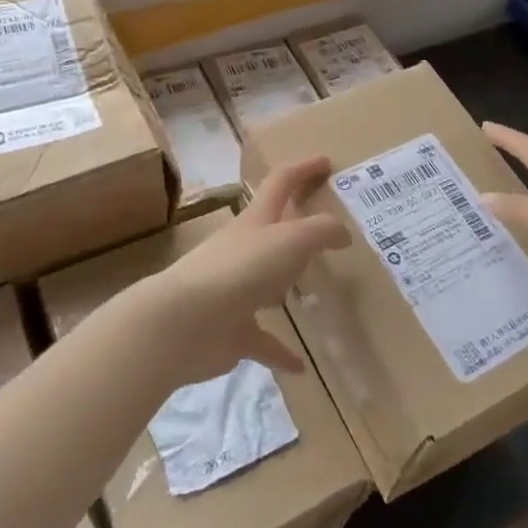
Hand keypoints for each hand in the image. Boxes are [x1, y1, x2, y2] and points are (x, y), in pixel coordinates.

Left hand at [145, 156, 348, 384]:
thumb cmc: (241, 269)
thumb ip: (321, 231)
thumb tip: (343, 233)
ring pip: (266, 283)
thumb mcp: (291, 240)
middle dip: (295, 227)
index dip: (303, 169)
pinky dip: (281, 351)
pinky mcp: (231, 331)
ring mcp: (235, 291)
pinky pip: (262, 340)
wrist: (184, 322)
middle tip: (325, 233)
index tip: (326, 162)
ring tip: (314, 291)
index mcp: (256, 221)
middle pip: (272, 231)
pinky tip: (301, 366)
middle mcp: (244, 250)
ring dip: (285, 285)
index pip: (281, 182)